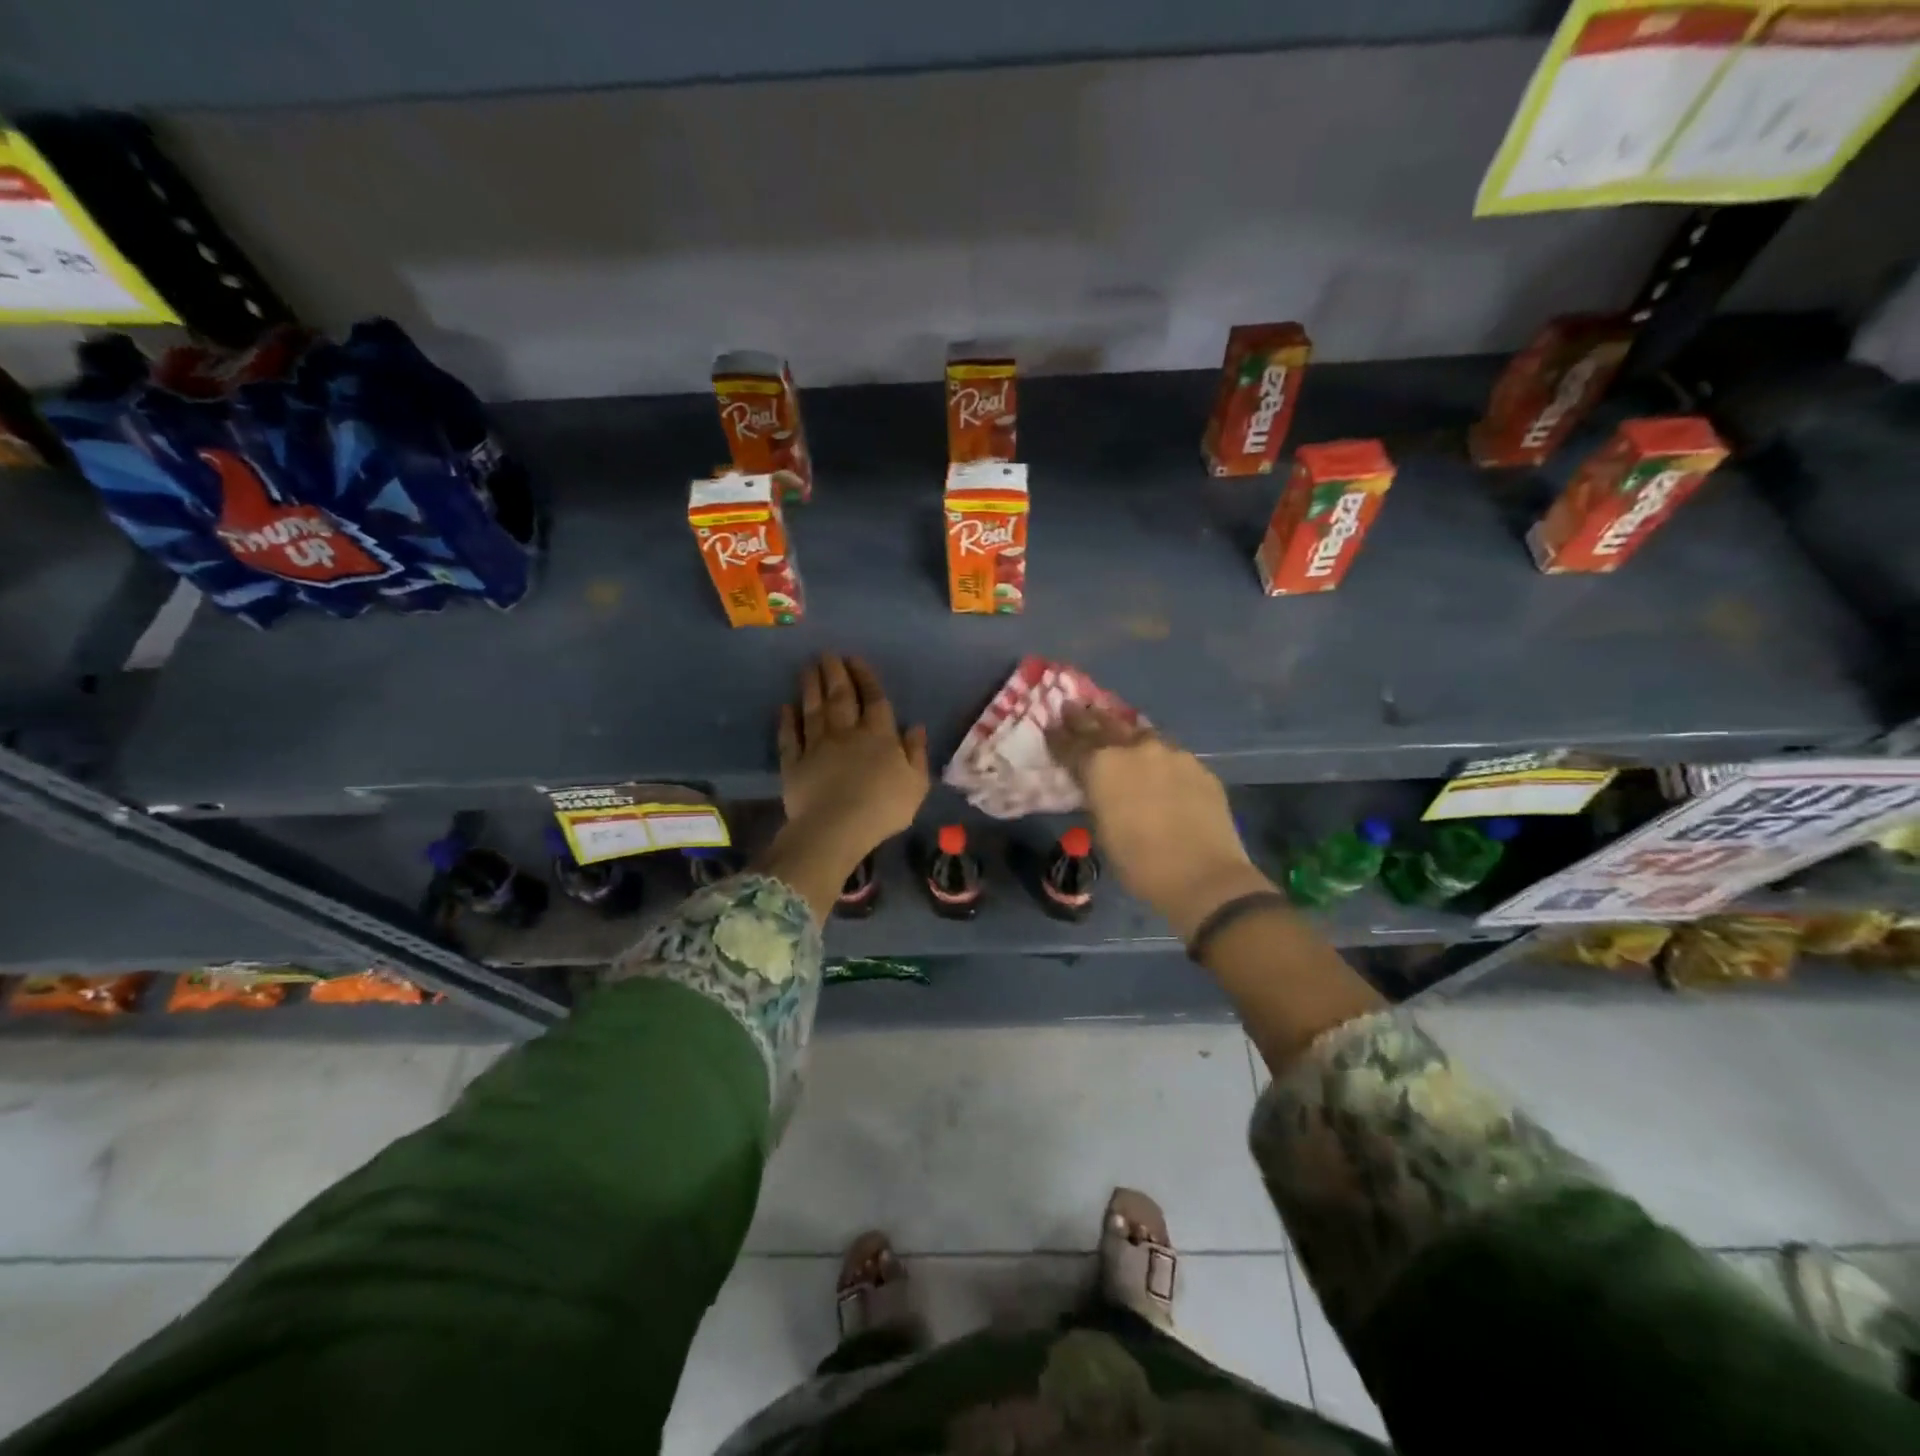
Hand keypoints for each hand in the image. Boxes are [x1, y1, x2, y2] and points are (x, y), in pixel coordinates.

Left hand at [760, 656, 928, 919]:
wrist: (837, 828)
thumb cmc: (884, 808)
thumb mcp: (916, 784)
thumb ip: (916, 753)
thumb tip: (916, 727)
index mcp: (879, 736)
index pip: (873, 699)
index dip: (865, 677)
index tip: (855, 658)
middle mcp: (846, 733)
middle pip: (840, 697)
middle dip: (835, 673)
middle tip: (827, 654)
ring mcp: (817, 746)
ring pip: (813, 710)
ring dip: (811, 687)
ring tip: (808, 667)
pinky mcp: (793, 763)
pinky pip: (789, 737)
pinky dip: (787, 721)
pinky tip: (785, 707)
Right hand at [1047, 706, 1272, 939]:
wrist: (1203, 875)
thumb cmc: (1140, 863)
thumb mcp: (1102, 830)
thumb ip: (1097, 797)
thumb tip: (1099, 787)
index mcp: (1102, 766)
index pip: (1072, 744)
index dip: (1058, 736)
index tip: (1050, 726)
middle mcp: (1134, 749)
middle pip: (1104, 726)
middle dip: (1085, 718)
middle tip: (1073, 708)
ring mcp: (1170, 753)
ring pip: (1140, 732)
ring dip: (1123, 729)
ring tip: (1114, 725)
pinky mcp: (1197, 766)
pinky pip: (1169, 752)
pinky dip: (1155, 753)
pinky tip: (1155, 760)